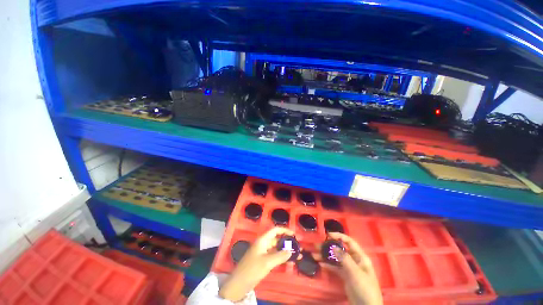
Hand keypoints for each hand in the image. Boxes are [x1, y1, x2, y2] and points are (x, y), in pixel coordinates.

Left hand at [219, 227, 295, 301]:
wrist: (239, 283)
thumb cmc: (252, 269)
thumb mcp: (267, 262)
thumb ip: (280, 255)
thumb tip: (291, 251)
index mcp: (263, 240)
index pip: (275, 230)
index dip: (285, 230)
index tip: (294, 234)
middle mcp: (263, 244)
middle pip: (277, 239)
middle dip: (287, 241)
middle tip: (298, 246)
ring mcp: (263, 252)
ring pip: (277, 248)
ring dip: (286, 250)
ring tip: (297, 254)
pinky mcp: (263, 260)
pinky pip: (274, 255)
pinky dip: (282, 257)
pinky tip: (289, 261)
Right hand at [319, 232, 382, 304]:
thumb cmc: (364, 287)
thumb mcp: (355, 272)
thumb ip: (344, 258)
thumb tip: (333, 246)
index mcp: (360, 257)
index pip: (349, 242)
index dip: (339, 236)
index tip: (328, 234)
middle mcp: (354, 260)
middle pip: (340, 249)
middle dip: (329, 246)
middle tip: (318, 245)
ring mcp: (349, 268)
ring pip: (336, 258)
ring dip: (326, 256)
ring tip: (315, 254)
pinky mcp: (345, 276)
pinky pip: (335, 268)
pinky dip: (328, 265)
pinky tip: (320, 264)